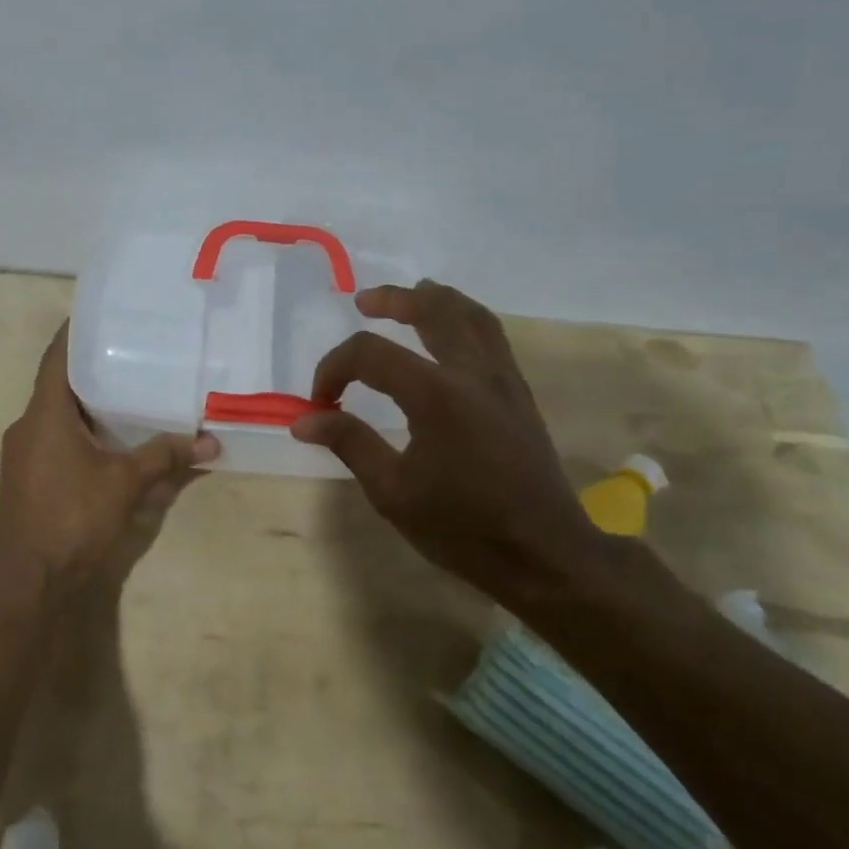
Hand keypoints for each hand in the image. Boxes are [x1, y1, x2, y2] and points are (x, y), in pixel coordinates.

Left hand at [0, 325, 217, 597]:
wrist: (29, 581)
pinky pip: (53, 439)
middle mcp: (26, 427)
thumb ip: (166, 456)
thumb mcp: (126, 483)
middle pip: (57, 384)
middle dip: (91, 369)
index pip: (57, 357)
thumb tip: (210, 441)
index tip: (101, 314)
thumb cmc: (73, 519)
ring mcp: (21, 454)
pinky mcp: (25, 478)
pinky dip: (78, 430)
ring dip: (85, 403)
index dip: (75, 332)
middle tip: (130, 352)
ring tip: (126, 391)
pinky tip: (108, 439)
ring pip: (55, 415)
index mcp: (44, 415)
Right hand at [291, 280, 603, 607]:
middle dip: (393, 300)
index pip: (370, 354)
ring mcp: (502, 379)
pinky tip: (453, 332)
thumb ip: (350, 443)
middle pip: (432, 310)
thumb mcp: (392, 492)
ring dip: (436, 299)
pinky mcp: (519, 393)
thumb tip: (305, 419)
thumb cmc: (463, 528)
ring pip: (471, 314)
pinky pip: (492, 335)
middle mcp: (471, 373)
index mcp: (435, 395)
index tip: (321, 400)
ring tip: (413, 295)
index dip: (334, 368)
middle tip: (365, 301)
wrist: (544, 553)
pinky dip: (466, 318)